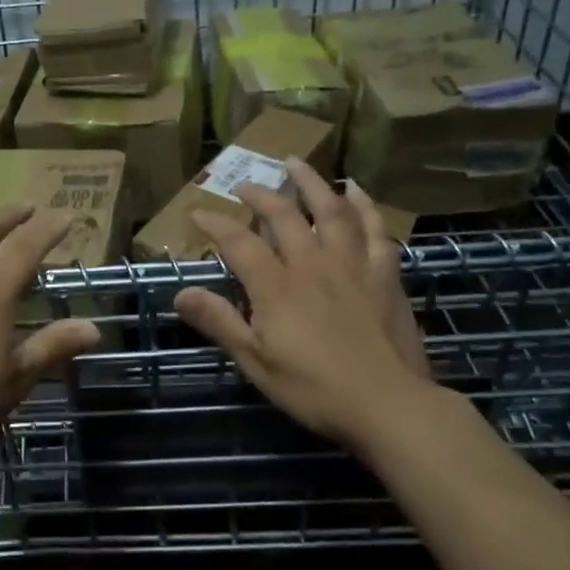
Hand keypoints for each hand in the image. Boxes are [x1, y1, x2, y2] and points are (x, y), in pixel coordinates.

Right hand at [173, 159, 445, 456]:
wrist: (388, 406)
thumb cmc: (314, 389)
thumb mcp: (255, 362)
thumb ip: (220, 322)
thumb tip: (181, 293)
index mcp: (277, 287)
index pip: (239, 242)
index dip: (215, 223)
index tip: (197, 212)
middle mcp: (313, 264)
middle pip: (285, 216)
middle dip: (261, 195)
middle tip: (245, 185)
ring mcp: (352, 266)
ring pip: (331, 211)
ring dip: (311, 183)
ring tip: (296, 163)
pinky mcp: (384, 276)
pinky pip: (375, 231)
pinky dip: (365, 207)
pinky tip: (356, 191)